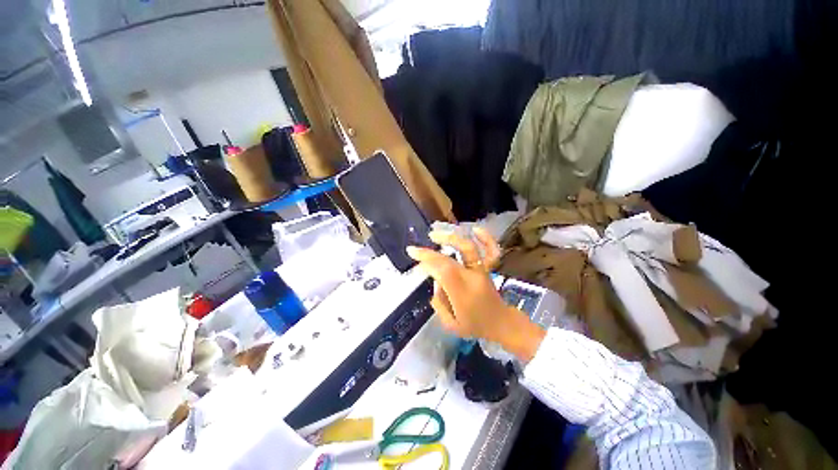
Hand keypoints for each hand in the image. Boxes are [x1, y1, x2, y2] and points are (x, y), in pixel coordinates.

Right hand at [407, 228, 545, 361]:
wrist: (501, 323)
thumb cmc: (474, 326)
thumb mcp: (451, 324)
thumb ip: (438, 303)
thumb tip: (435, 282)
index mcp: (462, 294)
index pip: (442, 272)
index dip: (427, 262)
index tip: (414, 257)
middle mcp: (472, 278)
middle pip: (449, 260)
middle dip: (429, 253)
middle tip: (414, 249)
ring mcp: (482, 271)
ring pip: (468, 249)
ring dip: (450, 239)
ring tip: (434, 235)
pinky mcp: (488, 267)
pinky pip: (491, 251)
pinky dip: (486, 238)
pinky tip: (475, 230)